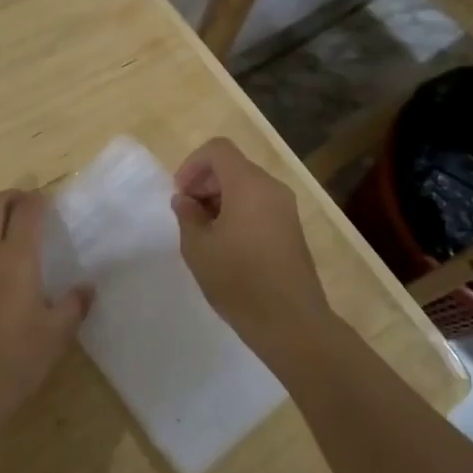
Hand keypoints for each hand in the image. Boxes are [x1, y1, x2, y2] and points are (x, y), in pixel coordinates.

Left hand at [0, 189, 93, 429]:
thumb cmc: (18, 356)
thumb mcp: (57, 333)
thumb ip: (74, 305)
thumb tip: (87, 288)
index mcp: (17, 257)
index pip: (27, 211)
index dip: (38, 200)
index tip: (47, 201)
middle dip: (10, 197)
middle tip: (26, 203)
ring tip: (4, 226)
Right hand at [171, 137, 333, 366]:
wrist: (292, 323)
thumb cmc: (239, 280)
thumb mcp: (198, 247)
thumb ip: (187, 216)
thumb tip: (186, 201)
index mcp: (248, 184)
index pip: (218, 149)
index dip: (192, 165)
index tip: (180, 195)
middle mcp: (271, 188)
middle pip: (233, 166)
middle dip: (204, 183)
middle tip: (187, 215)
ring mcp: (286, 209)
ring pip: (246, 186)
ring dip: (220, 199)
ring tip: (204, 233)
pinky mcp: (292, 230)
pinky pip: (259, 205)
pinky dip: (238, 212)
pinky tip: (226, 246)